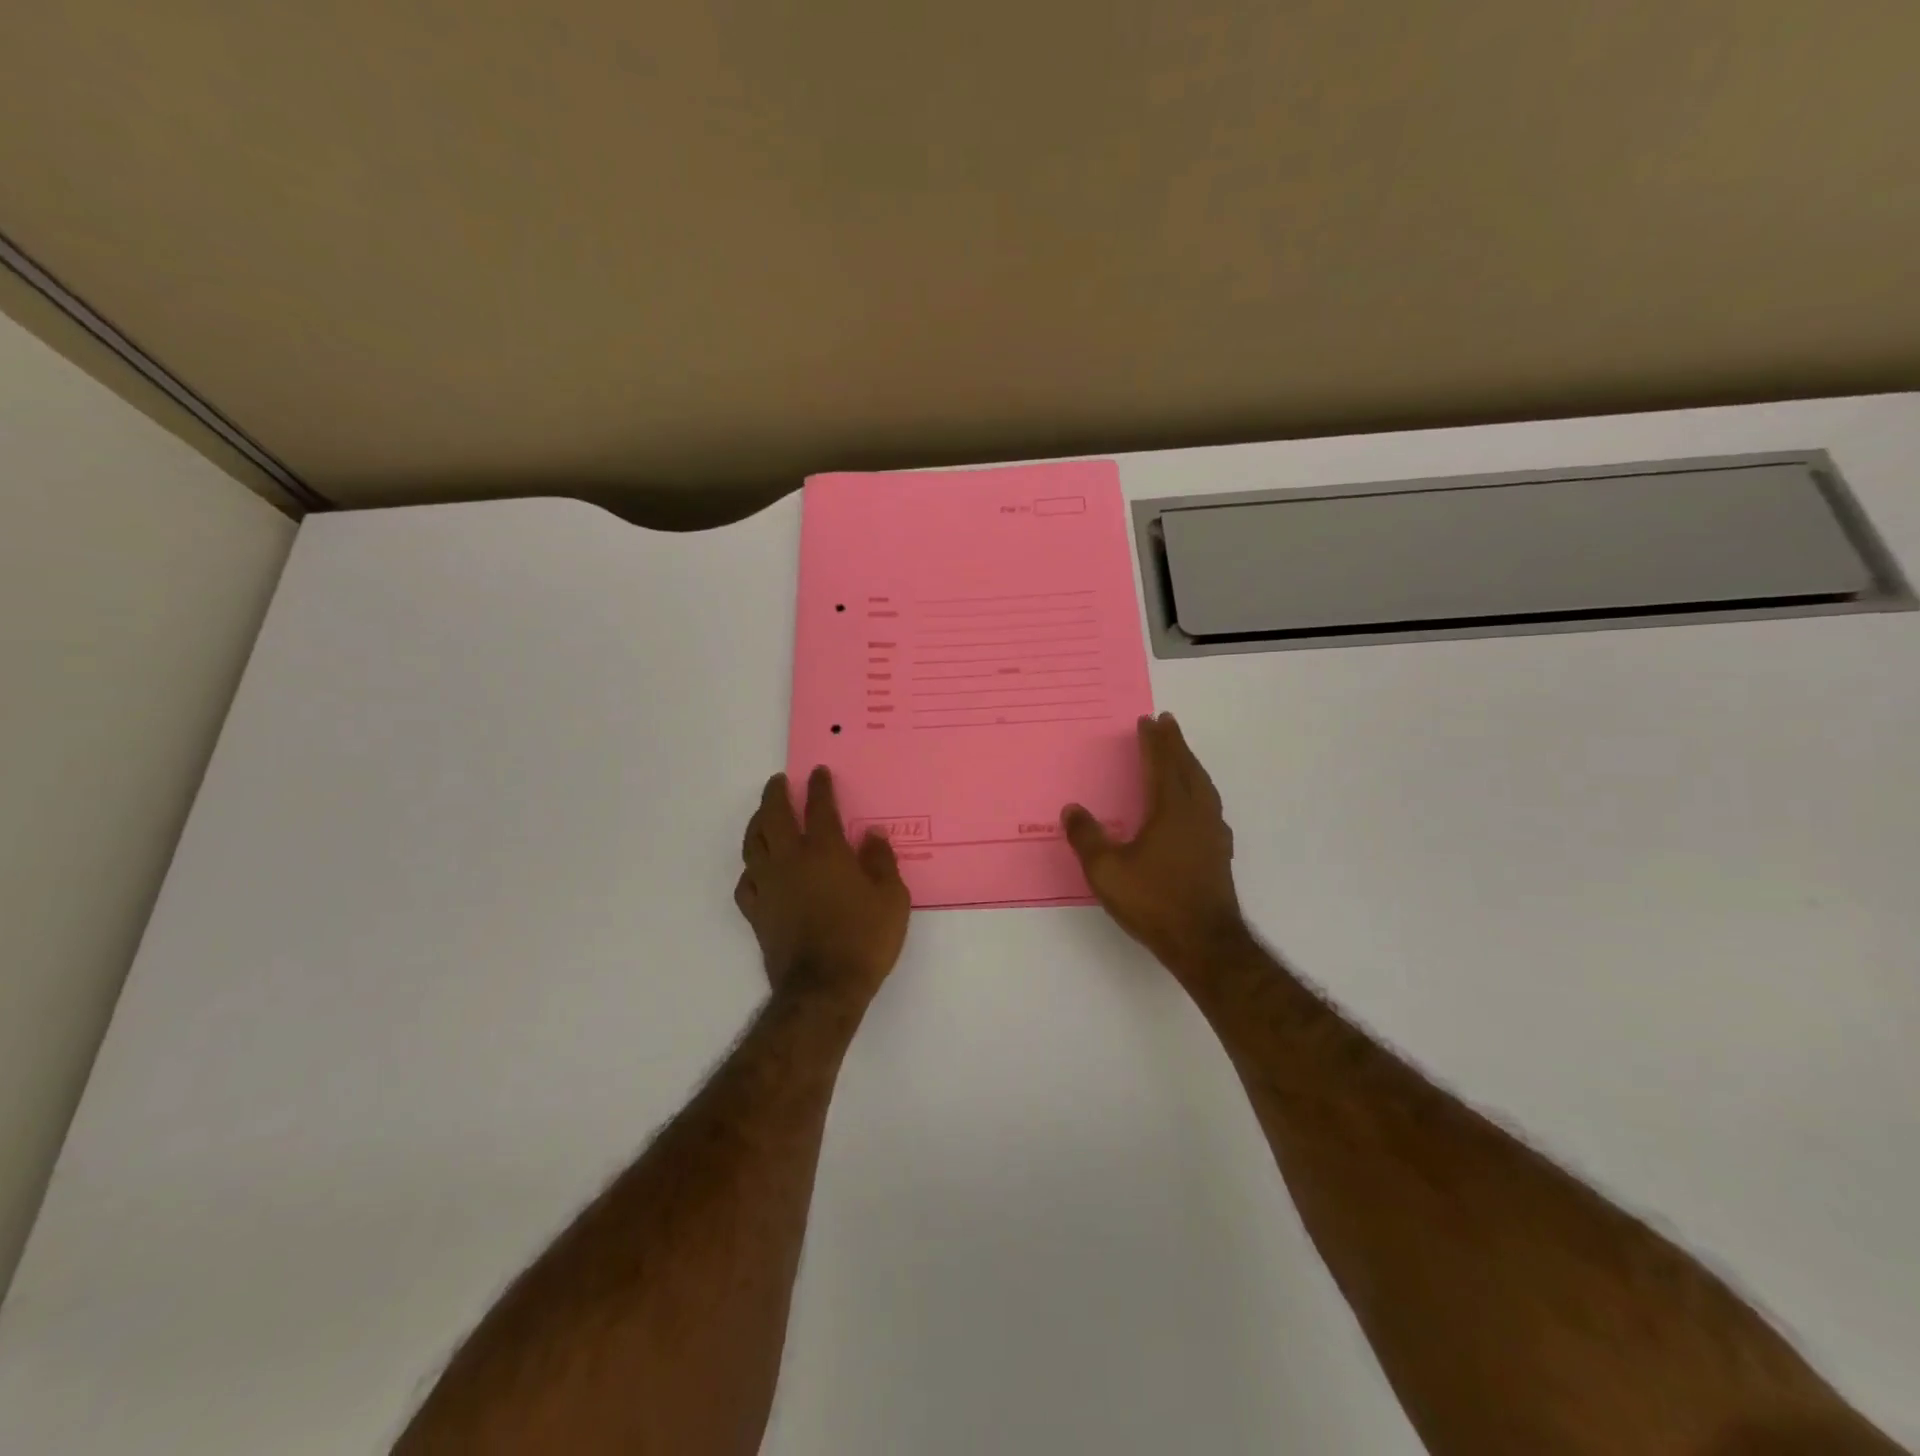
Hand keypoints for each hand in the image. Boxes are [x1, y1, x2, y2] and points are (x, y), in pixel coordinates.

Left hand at [735, 767, 910, 1002]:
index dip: (819, 787)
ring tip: (762, 815)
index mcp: (825, 852)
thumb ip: (881, 861)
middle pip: (774, 817)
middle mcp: (791, 861)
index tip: (817, 773)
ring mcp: (769, 886)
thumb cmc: (864, 940)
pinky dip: (750, 867)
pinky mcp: (757, 912)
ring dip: (756, 823)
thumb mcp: (892, 899)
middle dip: (776, 794)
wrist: (823, 989)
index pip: (819, 808)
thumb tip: (872, 835)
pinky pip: (746, 881)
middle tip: (778, 782)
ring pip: (752, 844)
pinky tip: (756, 868)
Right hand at [1062, 713, 1247, 977]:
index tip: (1149, 721)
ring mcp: (1213, 834)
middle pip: (1188, 768)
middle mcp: (1196, 813)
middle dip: (1176, 744)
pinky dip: (1201, 791)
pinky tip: (1198, 805)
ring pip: (1204, 786)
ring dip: (1191, 765)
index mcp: (1171, 809)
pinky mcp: (1220, 853)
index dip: (1154, 742)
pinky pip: (1210, 807)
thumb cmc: (1154, 901)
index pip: (1162, 764)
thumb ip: (1087, 837)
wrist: (1204, 942)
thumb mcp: (1106, 870)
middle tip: (1168, 723)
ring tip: (1183, 756)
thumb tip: (1072, 810)